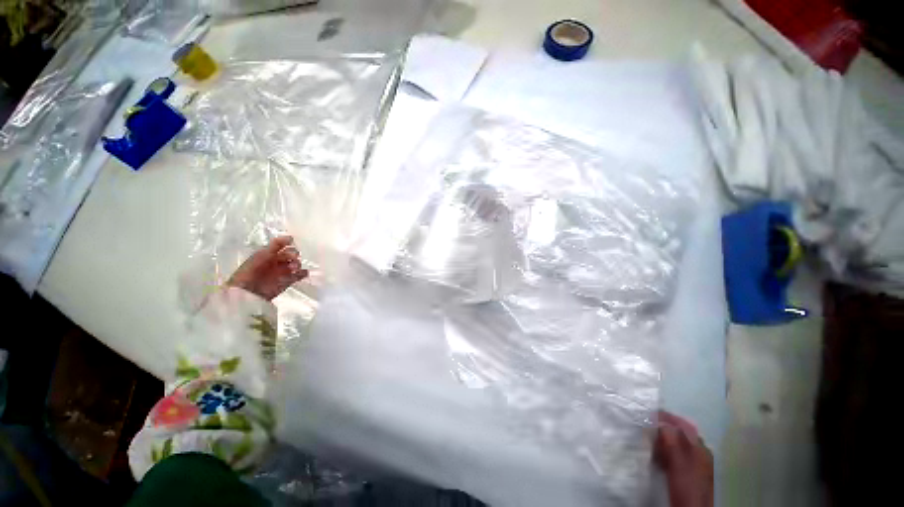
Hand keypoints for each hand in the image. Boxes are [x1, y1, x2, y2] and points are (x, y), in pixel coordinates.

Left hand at [227, 236, 307, 299]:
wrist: (246, 294)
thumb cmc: (249, 272)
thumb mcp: (261, 256)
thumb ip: (275, 246)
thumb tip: (291, 237)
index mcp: (267, 254)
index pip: (279, 245)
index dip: (286, 241)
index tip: (292, 240)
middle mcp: (275, 261)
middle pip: (290, 254)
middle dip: (293, 254)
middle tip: (292, 258)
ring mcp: (282, 272)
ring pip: (295, 264)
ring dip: (297, 263)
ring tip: (294, 268)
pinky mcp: (287, 281)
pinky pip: (299, 275)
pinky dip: (303, 273)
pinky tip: (302, 273)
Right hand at [654, 411, 713, 506]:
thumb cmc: (685, 483)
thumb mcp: (676, 460)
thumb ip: (670, 439)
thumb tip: (658, 420)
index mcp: (699, 446)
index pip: (682, 424)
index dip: (666, 417)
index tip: (649, 413)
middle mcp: (700, 451)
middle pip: (680, 433)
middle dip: (663, 429)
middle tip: (647, 429)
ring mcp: (696, 462)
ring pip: (677, 444)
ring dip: (663, 441)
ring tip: (650, 443)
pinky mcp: (689, 471)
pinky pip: (676, 454)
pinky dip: (665, 452)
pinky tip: (657, 457)